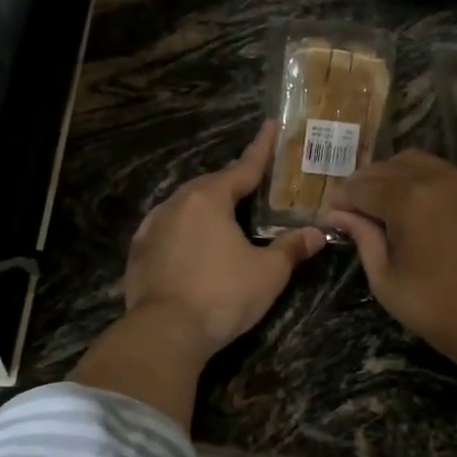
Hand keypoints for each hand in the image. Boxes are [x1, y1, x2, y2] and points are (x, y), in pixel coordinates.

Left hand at [121, 120, 325, 361]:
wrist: (165, 331)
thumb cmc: (222, 295)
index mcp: (209, 198)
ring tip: (222, 216)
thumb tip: (317, 233)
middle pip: (210, 185)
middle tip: (251, 186)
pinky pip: (166, 229)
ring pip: (184, 205)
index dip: (261, 148)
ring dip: (205, 207)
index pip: (242, 167)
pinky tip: (189, 242)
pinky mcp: (138, 252)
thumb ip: (291, 248)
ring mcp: (152, 227)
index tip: (270, 125)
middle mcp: (176, 203)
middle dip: (231, 183)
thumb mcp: (267, 273)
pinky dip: (183, 229)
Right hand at [322, 151, 456, 382]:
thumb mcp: (386, 279)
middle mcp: (436, 178)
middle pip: (386, 167)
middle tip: (351, 213)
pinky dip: (418, 181)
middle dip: (363, 185)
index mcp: (408, 198)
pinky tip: (412, 210)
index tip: (328, 217)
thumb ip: (362, 238)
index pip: (361, 186)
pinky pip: (441, 173)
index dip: (340, 200)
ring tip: (380, 209)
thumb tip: (338, 215)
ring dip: (391, 178)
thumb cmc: (437, 308)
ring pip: (415, 162)